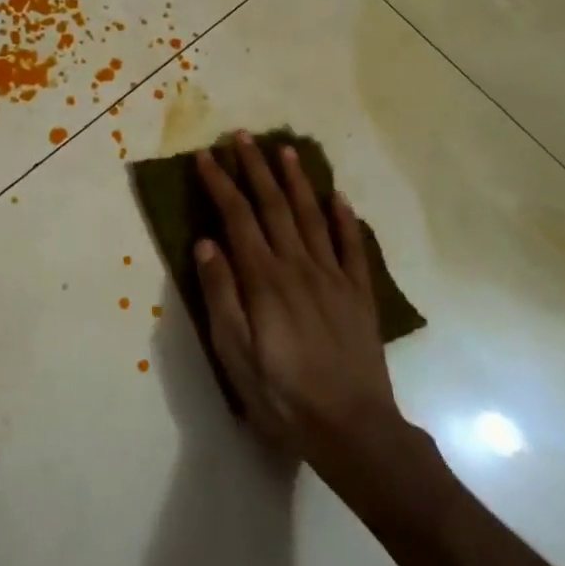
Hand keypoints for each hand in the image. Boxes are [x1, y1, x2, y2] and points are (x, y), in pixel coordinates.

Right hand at [194, 134, 404, 464]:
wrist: (353, 430)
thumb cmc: (282, 394)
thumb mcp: (235, 353)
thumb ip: (221, 294)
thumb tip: (205, 243)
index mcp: (264, 278)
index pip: (237, 217)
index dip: (220, 183)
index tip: (206, 156)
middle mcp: (298, 266)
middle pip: (273, 206)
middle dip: (255, 168)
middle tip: (242, 136)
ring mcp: (333, 277)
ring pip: (311, 216)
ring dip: (296, 181)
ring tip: (285, 150)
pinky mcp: (359, 294)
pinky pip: (352, 247)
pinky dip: (345, 219)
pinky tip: (338, 197)